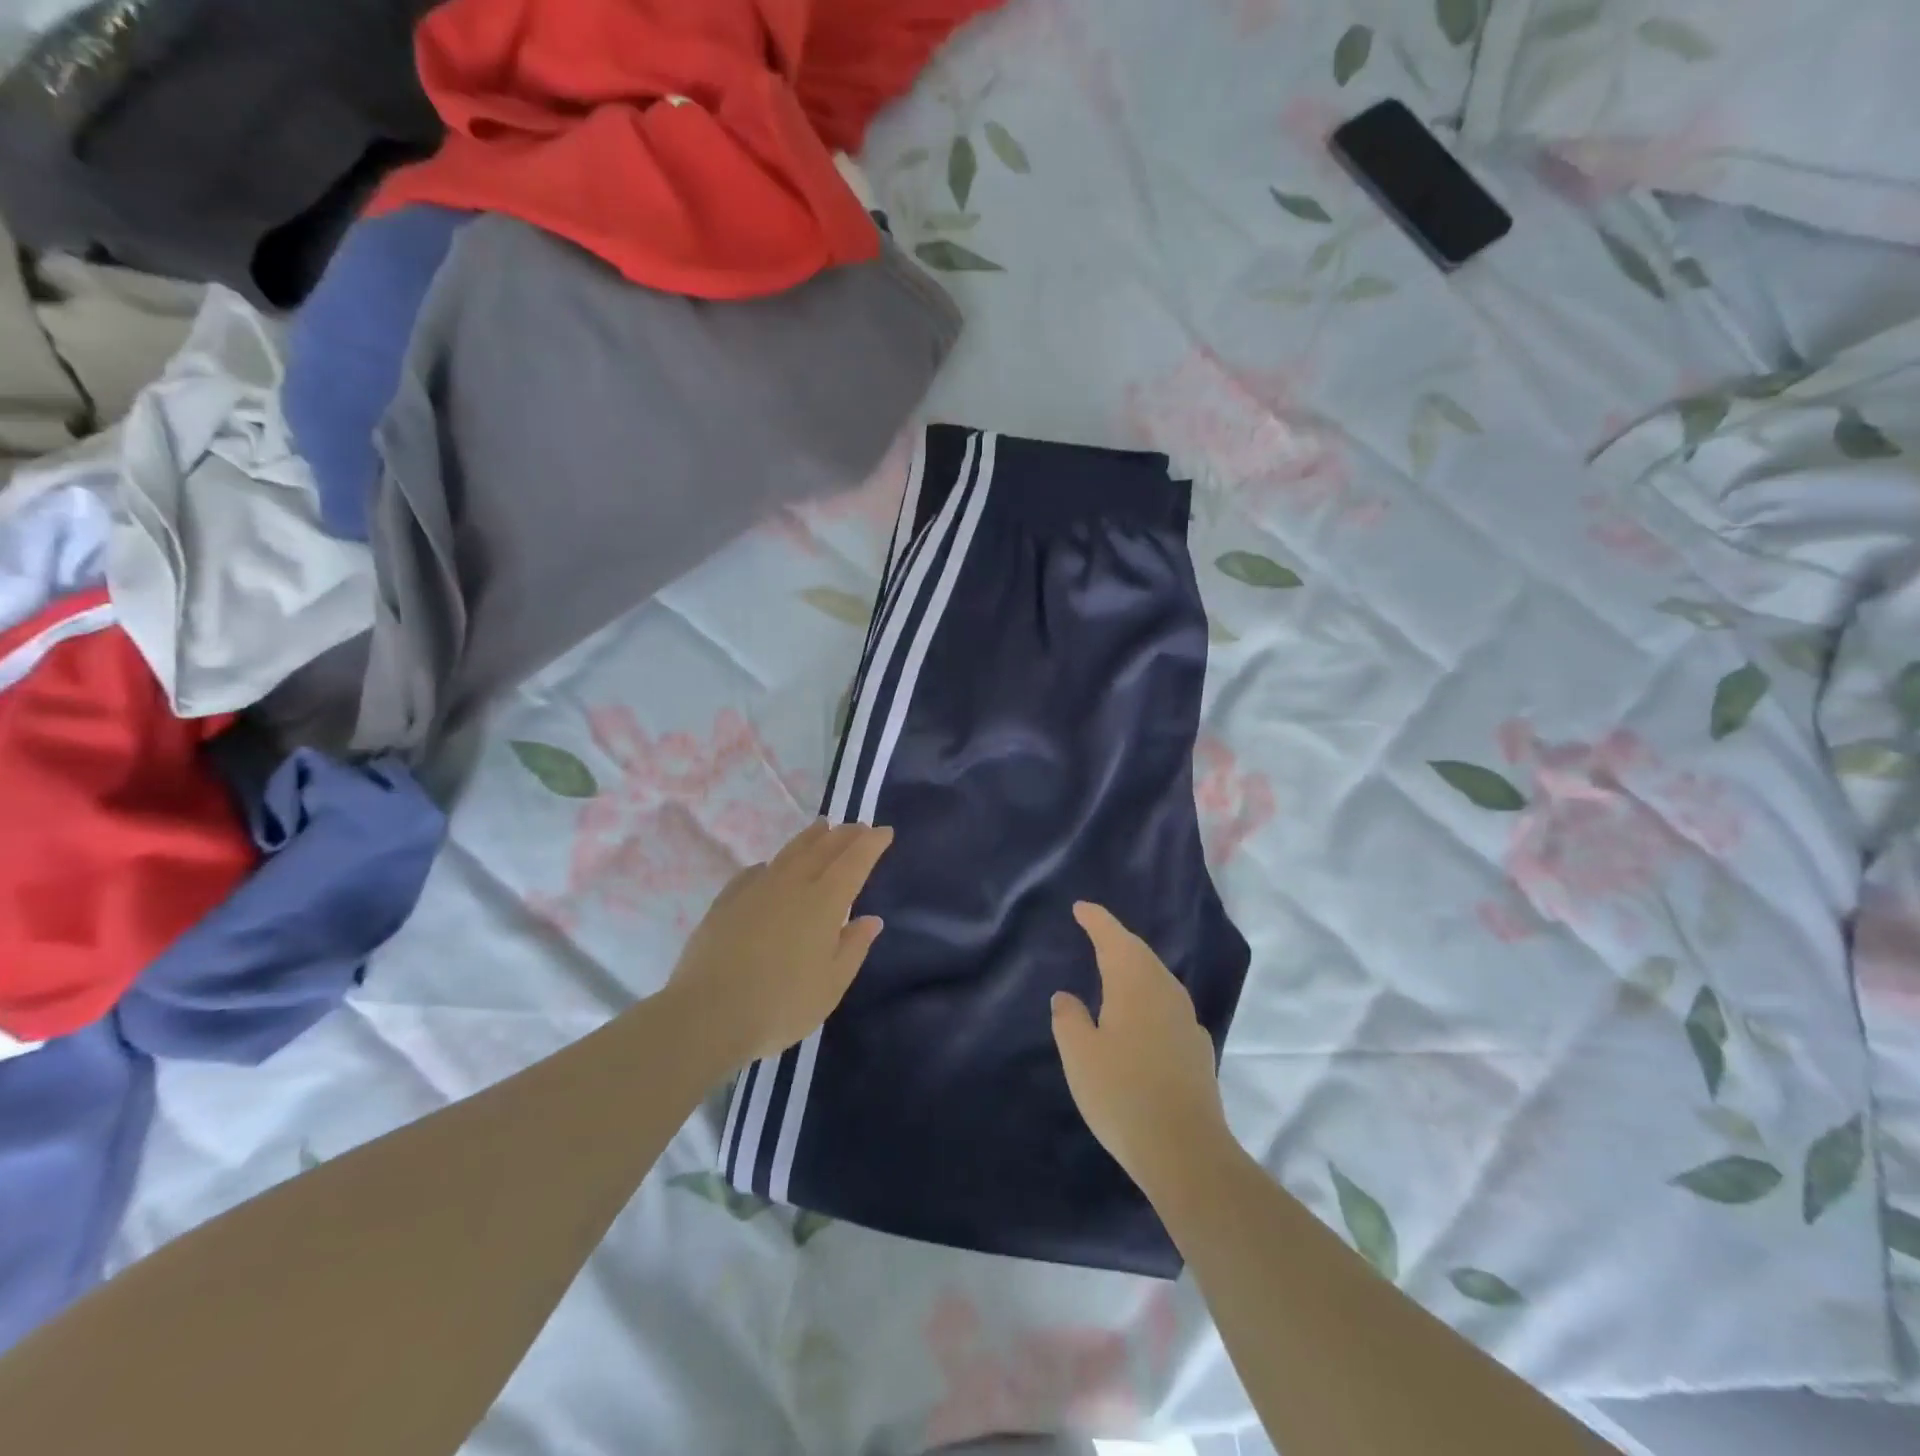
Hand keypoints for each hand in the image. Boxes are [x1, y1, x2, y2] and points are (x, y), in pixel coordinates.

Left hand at [670, 820, 891, 1067]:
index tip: (884, 831)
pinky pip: (755, 872)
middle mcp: (792, 884)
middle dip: (844, 835)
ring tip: (821, 828)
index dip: (871, 843)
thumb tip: (870, 919)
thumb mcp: (831, 984)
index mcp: (824, 901)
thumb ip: (853, 947)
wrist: (707, 1014)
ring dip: (810, 838)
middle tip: (858, 827)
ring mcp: (756, 889)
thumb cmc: (781, 1004)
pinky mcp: (726, 901)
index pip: (854, 861)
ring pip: (789, 852)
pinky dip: (772, 864)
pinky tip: (768, 868)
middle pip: (823, 848)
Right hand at [1052, 902, 1230, 1194]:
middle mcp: (1164, 992)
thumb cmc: (1122, 1094)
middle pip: (1140, 954)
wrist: (1186, 1151)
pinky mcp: (1198, 1047)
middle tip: (1096, 931)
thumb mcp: (1080, 1056)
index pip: (1114, 938)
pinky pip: (1169, 1005)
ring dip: (1136, 966)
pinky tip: (1144, 1015)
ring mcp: (1186, 1020)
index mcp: (1134, 984)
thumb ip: (1069, 1019)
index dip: (1097, 920)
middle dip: (1117, 939)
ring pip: (1158, 978)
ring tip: (1116, 968)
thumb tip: (1066, 996)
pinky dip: (1150, 996)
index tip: (1081, 908)